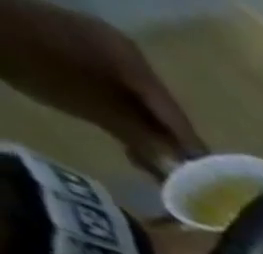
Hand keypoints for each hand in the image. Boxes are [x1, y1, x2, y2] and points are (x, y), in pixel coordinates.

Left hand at [0, 1, 205, 175]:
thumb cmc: (43, 66)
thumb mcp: (99, 110)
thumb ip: (145, 141)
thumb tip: (181, 172)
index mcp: (139, 65)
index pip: (180, 120)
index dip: (195, 155)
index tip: (212, 187)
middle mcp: (130, 56)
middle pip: (163, 113)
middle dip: (171, 147)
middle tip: (180, 182)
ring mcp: (105, 51)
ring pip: (142, 106)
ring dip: (149, 137)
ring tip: (151, 167)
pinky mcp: (83, 53)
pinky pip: (121, 94)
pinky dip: (128, 120)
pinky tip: (128, 142)